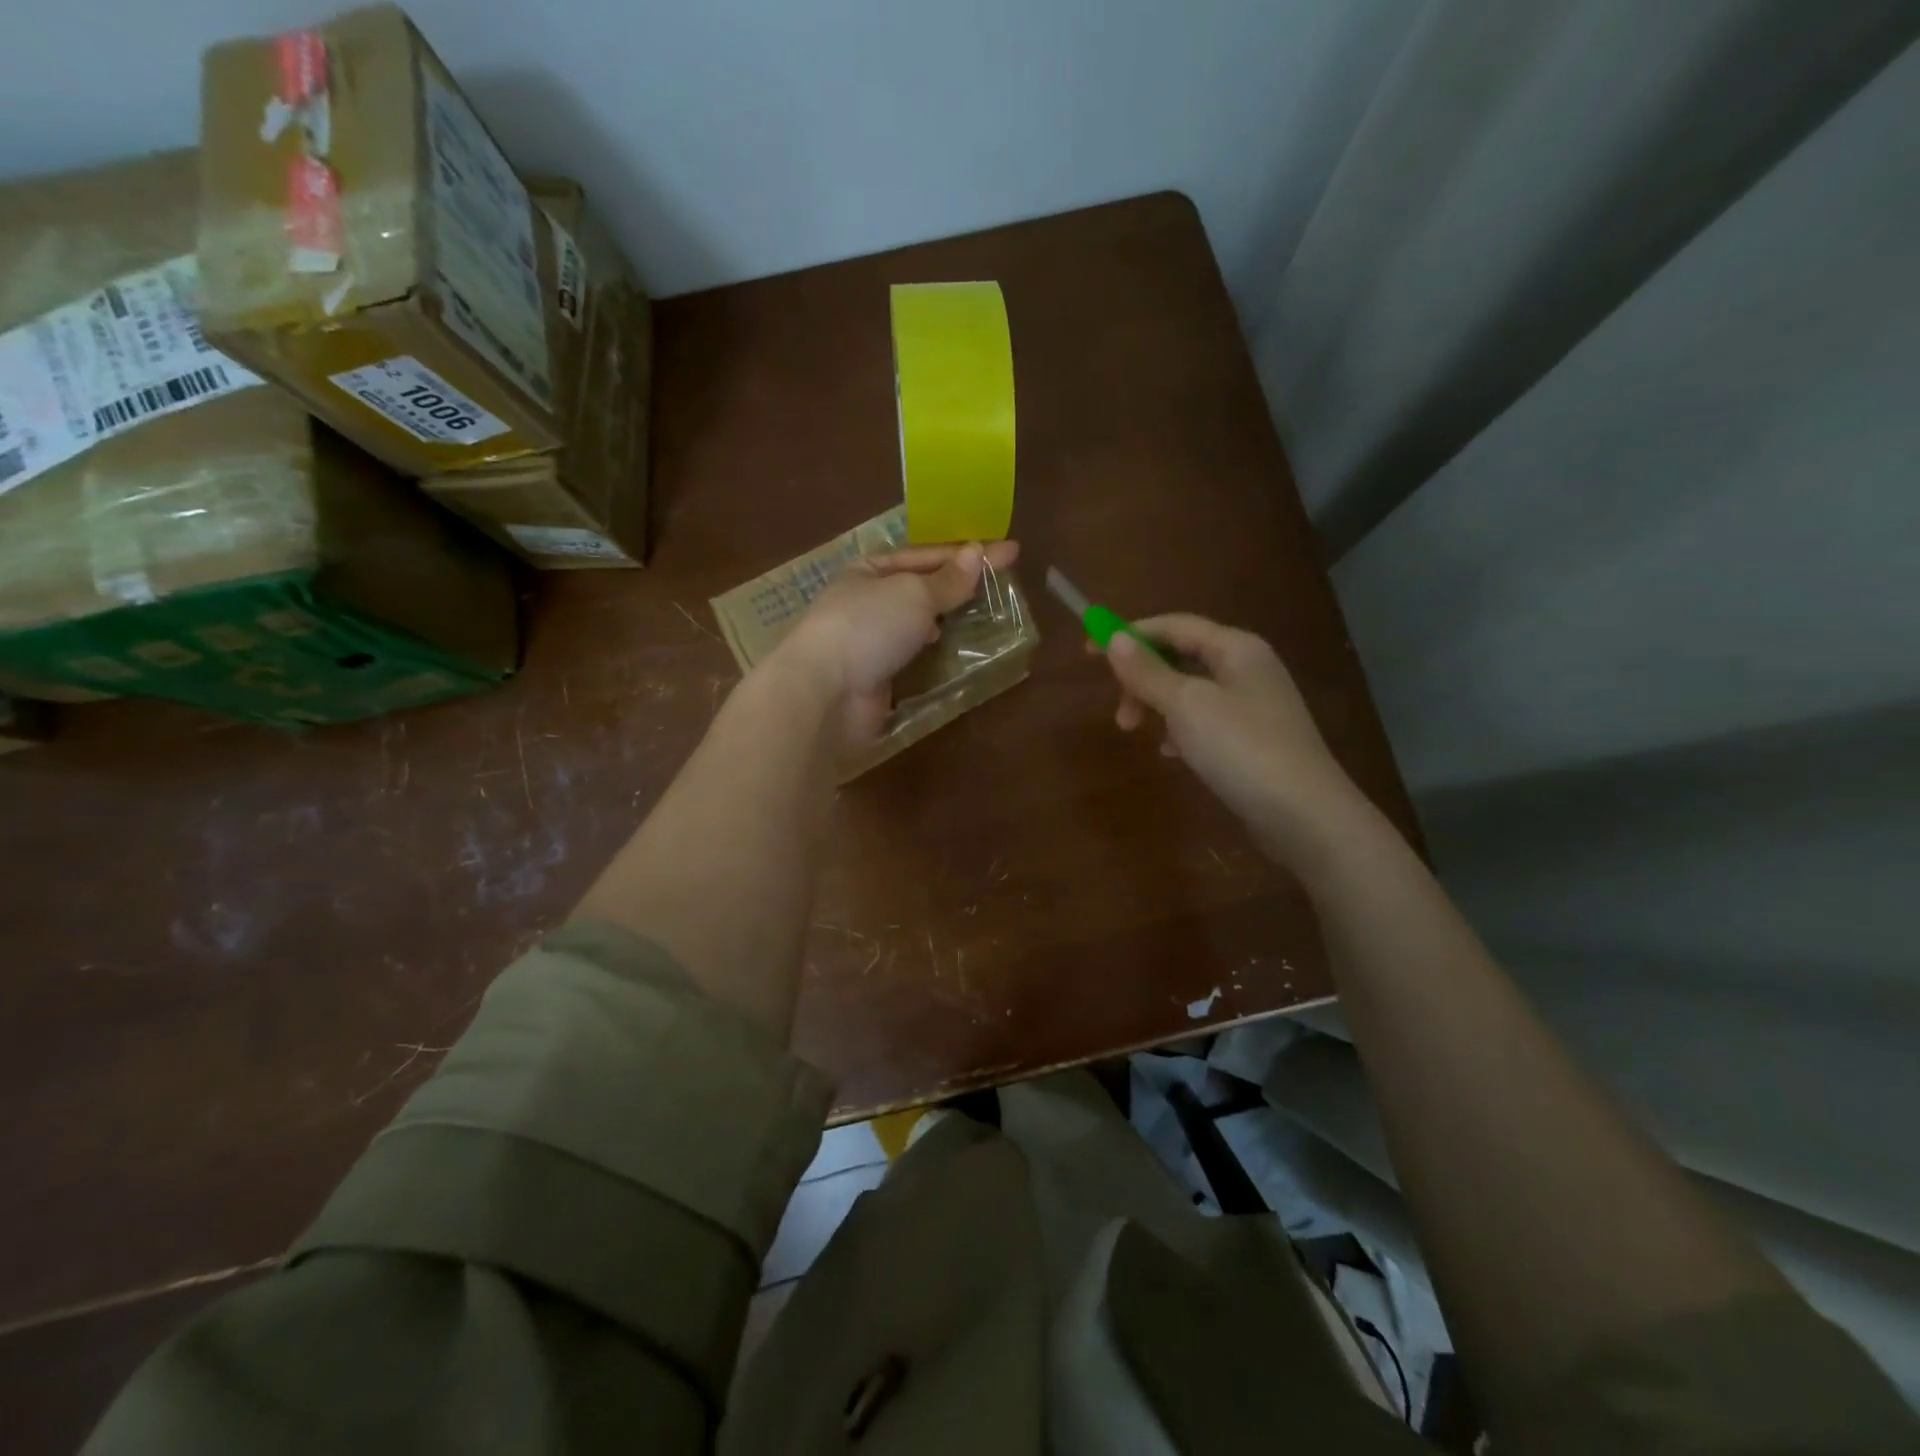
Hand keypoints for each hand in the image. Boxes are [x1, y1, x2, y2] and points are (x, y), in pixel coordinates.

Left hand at [778, 539, 1020, 743]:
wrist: (826, 692)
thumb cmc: (868, 627)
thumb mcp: (914, 593)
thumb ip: (947, 579)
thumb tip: (977, 553)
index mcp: (868, 571)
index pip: (925, 555)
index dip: (968, 553)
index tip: (1010, 552)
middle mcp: (867, 602)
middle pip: (921, 589)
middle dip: (957, 586)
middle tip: (1000, 586)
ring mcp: (870, 642)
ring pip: (917, 624)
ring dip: (947, 620)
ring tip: (986, 616)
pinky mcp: (877, 677)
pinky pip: (914, 657)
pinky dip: (935, 653)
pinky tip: (956, 650)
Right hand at [1098, 615, 1363, 862]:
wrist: (1304, 815)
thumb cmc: (1241, 749)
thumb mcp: (1186, 706)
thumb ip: (1148, 672)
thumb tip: (1115, 639)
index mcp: (1236, 648)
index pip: (1174, 625)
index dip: (1130, 634)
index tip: (1089, 651)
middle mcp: (1248, 667)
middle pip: (1181, 656)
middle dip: (1142, 678)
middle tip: (1120, 713)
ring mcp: (1255, 704)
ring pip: (1191, 691)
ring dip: (1158, 705)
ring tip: (1140, 733)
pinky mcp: (1255, 738)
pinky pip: (1206, 720)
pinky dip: (1181, 729)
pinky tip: (1172, 753)